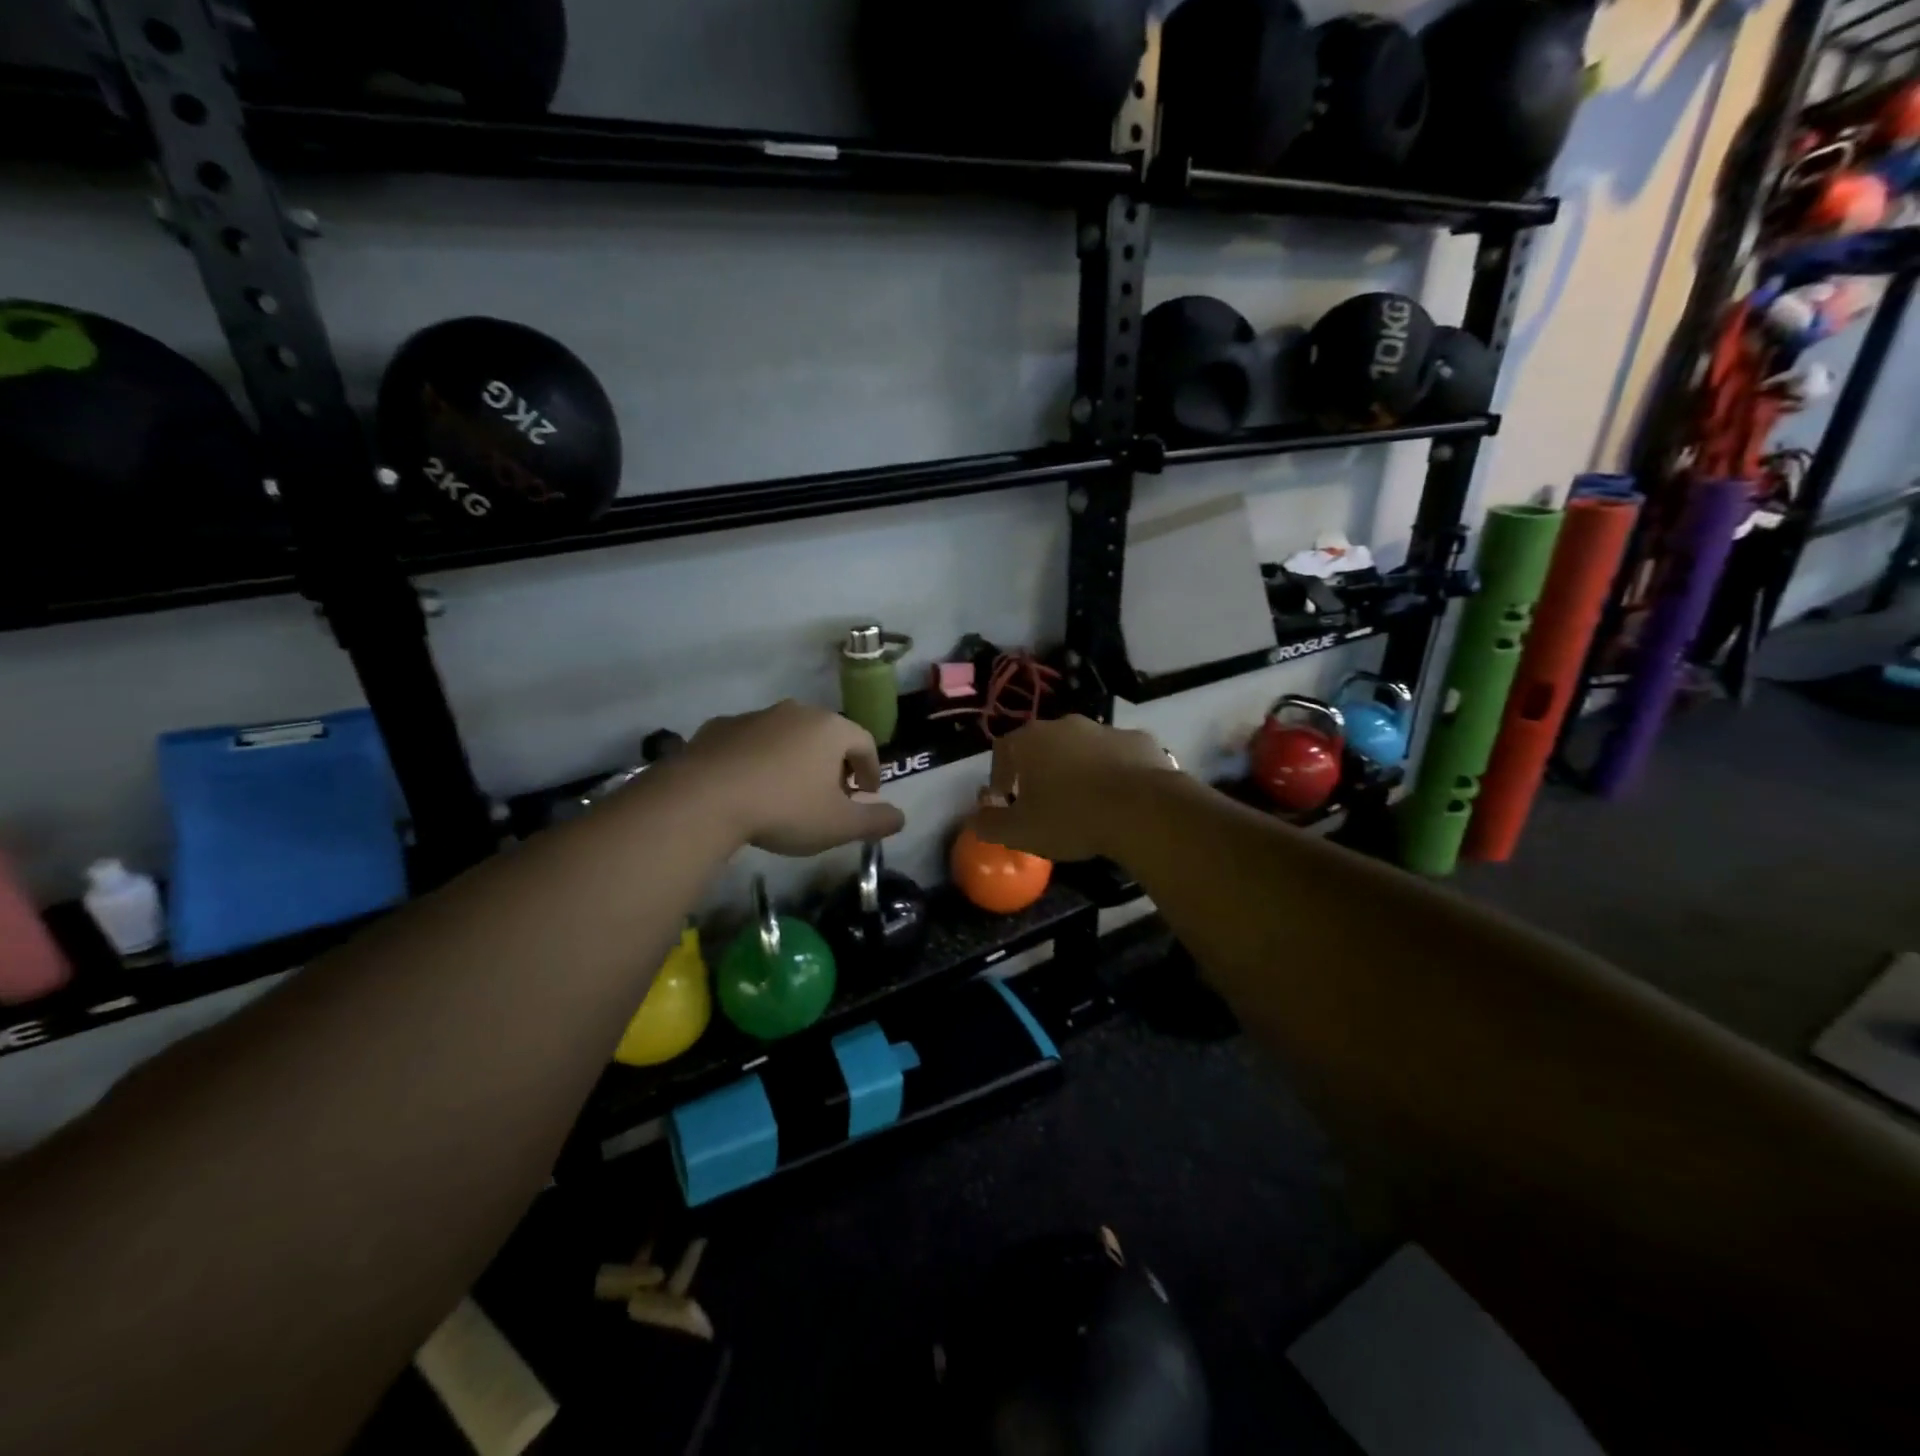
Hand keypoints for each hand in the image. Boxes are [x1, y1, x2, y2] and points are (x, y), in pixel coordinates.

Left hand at [679, 700, 904, 855]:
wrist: (704, 798)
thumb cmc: (784, 808)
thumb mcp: (838, 825)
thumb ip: (875, 821)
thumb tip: (900, 817)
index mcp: (830, 728)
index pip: (865, 742)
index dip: (871, 770)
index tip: (866, 796)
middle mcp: (796, 712)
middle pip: (826, 735)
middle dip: (834, 764)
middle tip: (830, 796)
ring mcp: (754, 716)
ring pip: (786, 736)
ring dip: (795, 760)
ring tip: (787, 793)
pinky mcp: (718, 728)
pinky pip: (750, 743)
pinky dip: (758, 760)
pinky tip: (749, 788)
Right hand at [972, 716, 1174, 861]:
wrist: (1142, 810)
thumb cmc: (1071, 817)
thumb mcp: (1019, 832)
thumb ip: (989, 824)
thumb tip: (975, 818)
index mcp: (1030, 740)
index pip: (1002, 751)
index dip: (1000, 776)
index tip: (1006, 801)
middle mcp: (1065, 725)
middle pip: (1043, 745)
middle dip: (1040, 771)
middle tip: (1045, 803)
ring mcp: (1106, 729)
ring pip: (1082, 748)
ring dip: (1079, 769)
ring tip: (1085, 803)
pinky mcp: (1140, 740)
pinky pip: (1118, 755)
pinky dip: (1114, 771)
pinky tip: (1120, 798)